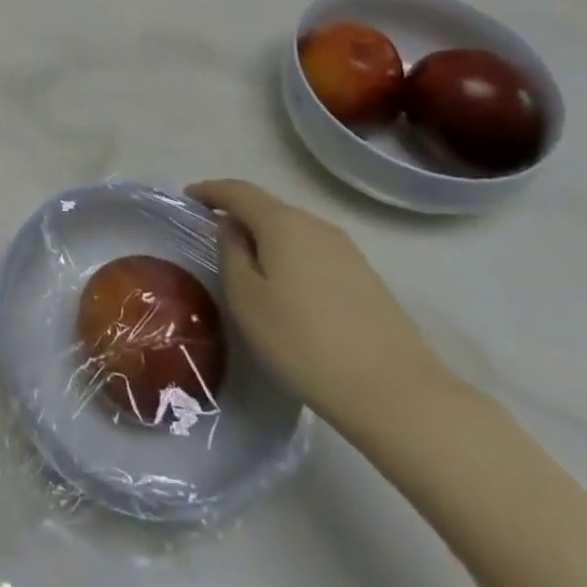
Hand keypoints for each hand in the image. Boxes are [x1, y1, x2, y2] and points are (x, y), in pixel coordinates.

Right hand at [186, 180, 455, 435]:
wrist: (399, 396)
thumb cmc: (304, 343)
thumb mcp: (247, 299)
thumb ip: (231, 253)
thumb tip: (231, 228)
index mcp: (282, 222)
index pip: (238, 190)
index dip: (210, 190)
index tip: (188, 197)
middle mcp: (316, 225)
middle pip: (268, 208)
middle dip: (238, 215)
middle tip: (214, 237)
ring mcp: (347, 251)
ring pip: (294, 232)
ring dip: (267, 239)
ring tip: (248, 266)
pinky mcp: (366, 279)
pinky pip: (315, 253)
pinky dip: (292, 258)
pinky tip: (288, 289)